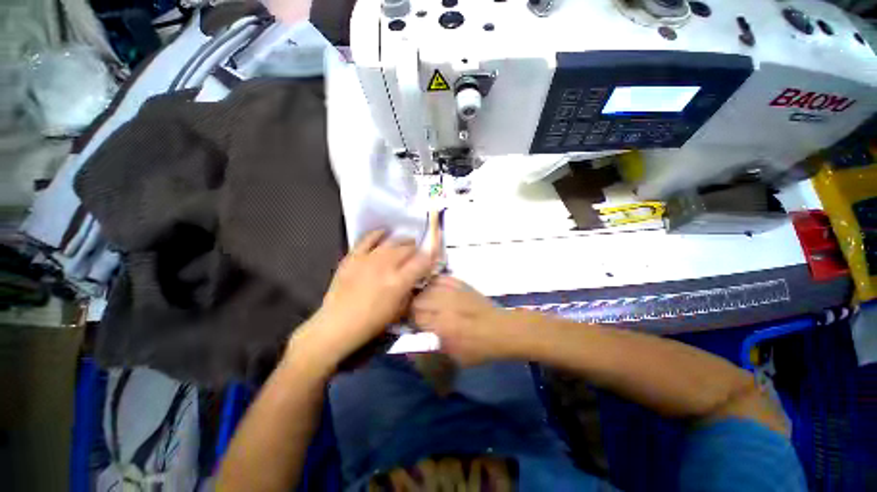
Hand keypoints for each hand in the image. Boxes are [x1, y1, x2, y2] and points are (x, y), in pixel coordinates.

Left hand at [290, 230, 434, 368]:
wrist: (338, 324)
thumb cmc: (371, 323)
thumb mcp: (399, 311)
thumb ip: (410, 291)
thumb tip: (416, 279)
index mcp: (399, 281)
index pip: (422, 261)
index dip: (431, 256)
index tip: (434, 256)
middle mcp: (386, 266)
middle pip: (408, 249)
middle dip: (417, 250)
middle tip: (418, 254)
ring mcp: (368, 259)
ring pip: (391, 242)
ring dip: (403, 241)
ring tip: (407, 243)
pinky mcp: (353, 257)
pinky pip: (367, 239)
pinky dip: (378, 234)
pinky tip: (384, 232)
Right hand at [411, 276, 515, 365]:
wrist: (500, 330)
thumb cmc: (477, 348)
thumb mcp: (452, 355)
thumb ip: (432, 343)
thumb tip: (417, 332)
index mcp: (441, 324)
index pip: (414, 315)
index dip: (410, 319)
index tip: (412, 322)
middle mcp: (444, 304)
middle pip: (417, 299)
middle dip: (414, 306)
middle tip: (418, 312)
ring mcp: (453, 291)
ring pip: (427, 286)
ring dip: (423, 294)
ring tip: (425, 300)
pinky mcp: (460, 283)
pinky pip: (440, 278)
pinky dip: (434, 283)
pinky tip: (435, 289)